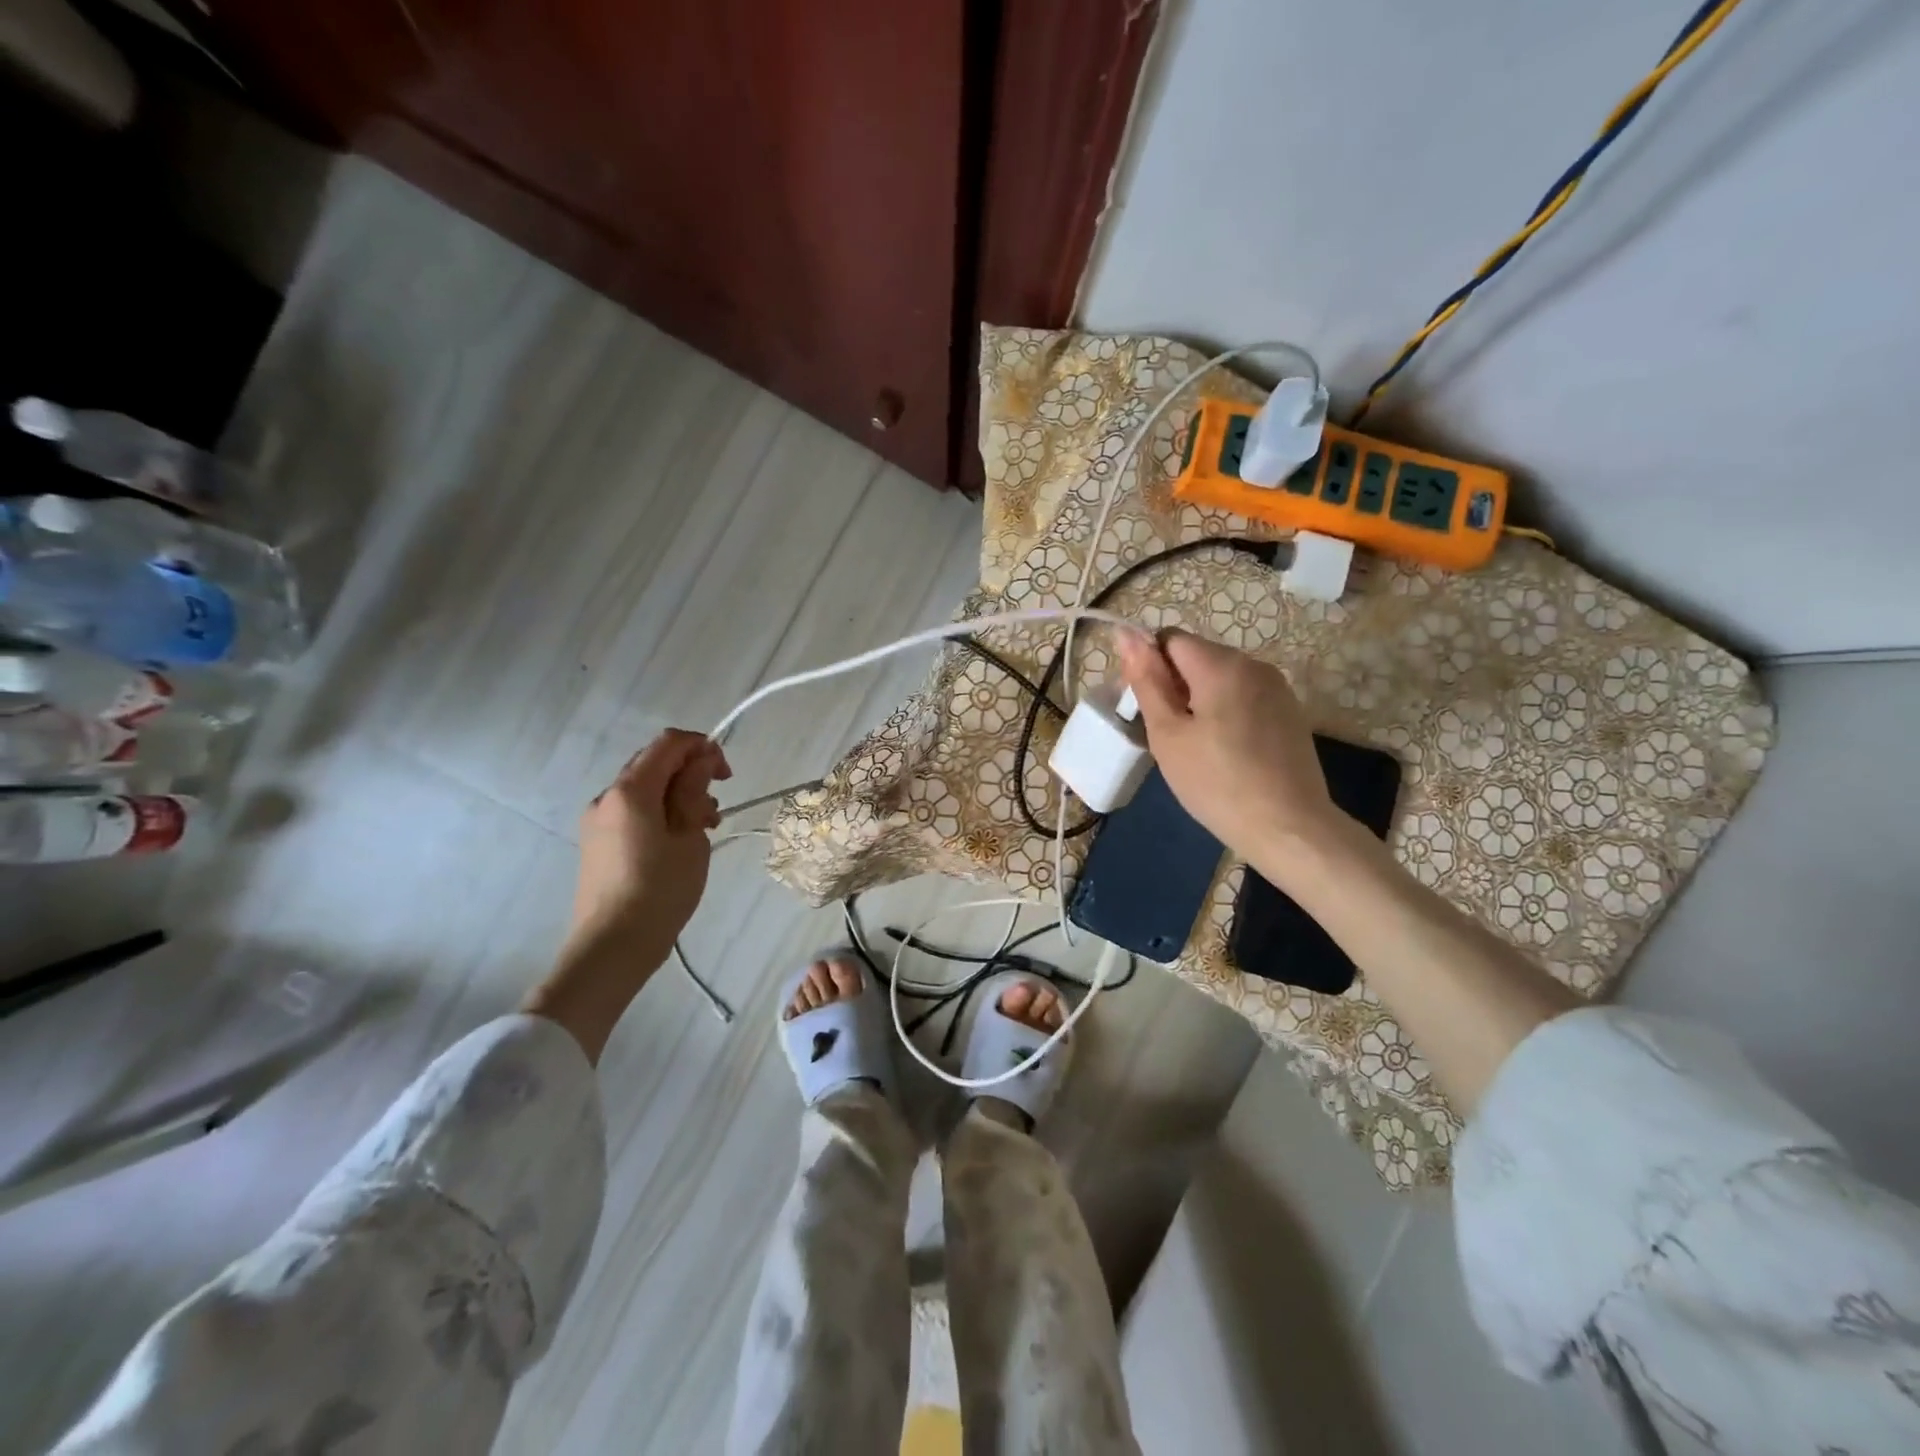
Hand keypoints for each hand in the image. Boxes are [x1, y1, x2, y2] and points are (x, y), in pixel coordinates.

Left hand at [569, 729, 730, 958]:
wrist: (612, 946)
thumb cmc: (660, 889)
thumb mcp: (689, 837)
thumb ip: (693, 791)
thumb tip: (701, 761)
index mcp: (630, 790)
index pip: (668, 743)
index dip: (702, 747)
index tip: (726, 774)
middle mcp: (607, 797)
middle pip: (653, 763)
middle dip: (690, 771)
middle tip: (716, 802)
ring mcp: (597, 820)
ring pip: (644, 788)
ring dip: (677, 794)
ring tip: (705, 826)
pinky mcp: (597, 842)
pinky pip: (633, 811)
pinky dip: (660, 812)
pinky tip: (679, 839)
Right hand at [1116, 629, 1345, 875]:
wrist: (1288, 828)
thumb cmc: (1216, 782)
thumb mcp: (1168, 733)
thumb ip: (1146, 680)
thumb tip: (1125, 633)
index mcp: (1221, 664)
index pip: (1169, 639)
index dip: (1149, 667)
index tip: (1146, 708)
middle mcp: (1254, 664)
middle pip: (1197, 656)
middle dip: (1174, 685)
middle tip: (1168, 735)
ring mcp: (1277, 688)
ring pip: (1220, 678)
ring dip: (1198, 700)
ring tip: (1196, 747)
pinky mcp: (1289, 711)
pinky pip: (1243, 697)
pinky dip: (1225, 713)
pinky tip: (1225, 752)